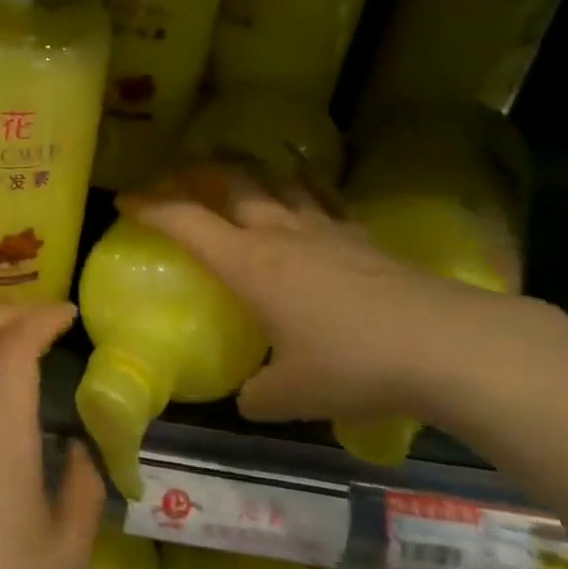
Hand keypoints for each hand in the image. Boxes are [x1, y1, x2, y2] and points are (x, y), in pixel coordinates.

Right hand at [119, 162, 516, 425]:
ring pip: (273, 180)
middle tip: (173, 176)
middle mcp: (278, 234)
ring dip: (246, 169)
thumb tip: (248, 399)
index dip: (150, 207)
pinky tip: (301, 184)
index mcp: (248, 264)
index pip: (185, 222)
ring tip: (232, 168)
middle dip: (193, 173)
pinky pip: (320, 196)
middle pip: (228, 182)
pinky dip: (301, 184)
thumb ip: (259, 396)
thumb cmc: (352, 365)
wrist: (442, 344)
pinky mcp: (359, 235)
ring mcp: (322, 228)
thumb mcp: (292, 395)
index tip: (125, 201)